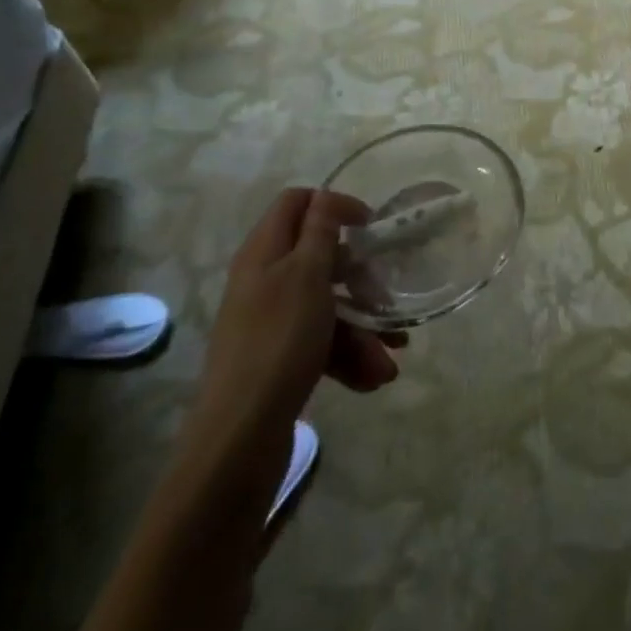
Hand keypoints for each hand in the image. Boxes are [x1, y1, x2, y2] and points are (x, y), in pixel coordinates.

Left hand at [183, 189, 405, 473]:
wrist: (240, 436)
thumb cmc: (279, 342)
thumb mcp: (307, 276)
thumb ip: (320, 232)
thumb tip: (323, 194)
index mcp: (264, 251)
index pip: (296, 203)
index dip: (334, 205)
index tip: (371, 225)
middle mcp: (264, 279)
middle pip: (320, 259)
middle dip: (360, 281)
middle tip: (387, 296)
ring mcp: (270, 321)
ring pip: (327, 306)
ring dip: (362, 329)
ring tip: (390, 361)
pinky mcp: (278, 357)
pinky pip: (320, 342)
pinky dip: (347, 356)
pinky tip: (372, 378)